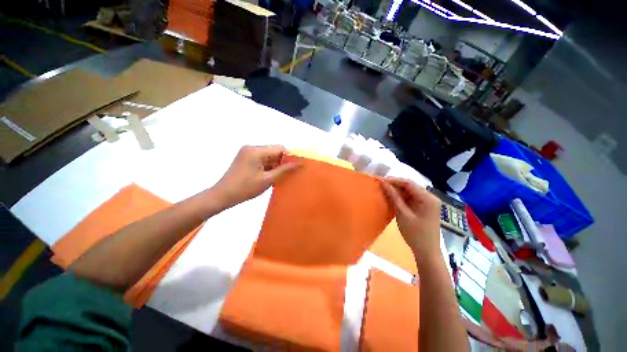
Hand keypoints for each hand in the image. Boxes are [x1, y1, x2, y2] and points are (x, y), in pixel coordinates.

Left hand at [211, 145, 299, 208]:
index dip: (290, 156)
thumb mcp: (267, 180)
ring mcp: (248, 152)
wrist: (223, 195)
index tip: (297, 166)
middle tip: (290, 173)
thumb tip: (299, 163)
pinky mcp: (246, 157)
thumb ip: (284, 170)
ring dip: (275, 165)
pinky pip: (262, 159)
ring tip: (280, 176)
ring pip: (269, 156)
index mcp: (256, 151)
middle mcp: (252, 147)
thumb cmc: (245, 188)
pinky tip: (271, 175)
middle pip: (274, 151)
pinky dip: (268, 166)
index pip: (279, 148)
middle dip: (283, 161)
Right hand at [381, 177, 441, 264]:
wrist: (427, 252)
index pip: (409, 183)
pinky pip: (410, 198)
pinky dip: (401, 197)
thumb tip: (383, 183)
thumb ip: (394, 197)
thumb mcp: (403, 214)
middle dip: (394, 185)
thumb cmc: (415, 234)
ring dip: (397, 191)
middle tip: (380, 184)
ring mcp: (427, 202)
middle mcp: (430, 197)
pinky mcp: (423, 207)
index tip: (380, 180)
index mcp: (428, 198)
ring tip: (383, 189)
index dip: (393, 180)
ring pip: (409, 192)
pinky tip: (391, 197)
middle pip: (410, 186)